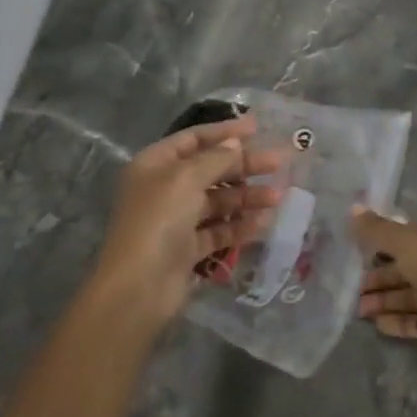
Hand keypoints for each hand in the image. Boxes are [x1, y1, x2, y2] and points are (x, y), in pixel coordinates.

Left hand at [92, 115, 284, 326]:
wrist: (138, 288)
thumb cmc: (159, 220)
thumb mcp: (186, 179)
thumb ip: (215, 158)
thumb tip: (235, 143)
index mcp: (155, 165)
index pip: (194, 139)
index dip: (225, 132)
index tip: (258, 128)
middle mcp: (164, 189)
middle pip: (210, 169)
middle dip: (244, 166)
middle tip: (278, 162)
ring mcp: (176, 220)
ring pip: (218, 201)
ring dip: (247, 197)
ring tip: (278, 197)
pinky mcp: (188, 249)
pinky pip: (219, 230)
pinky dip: (240, 225)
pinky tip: (264, 222)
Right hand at [352, 210, 416, 352]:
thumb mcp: (404, 240)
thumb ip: (377, 229)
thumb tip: (352, 208)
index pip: (408, 237)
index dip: (383, 243)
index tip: (358, 253)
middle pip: (407, 269)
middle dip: (379, 277)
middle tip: (354, 287)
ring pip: (410, 296)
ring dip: (384, 301)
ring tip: (359, 309)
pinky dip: (398, 322)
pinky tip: (376, 325)